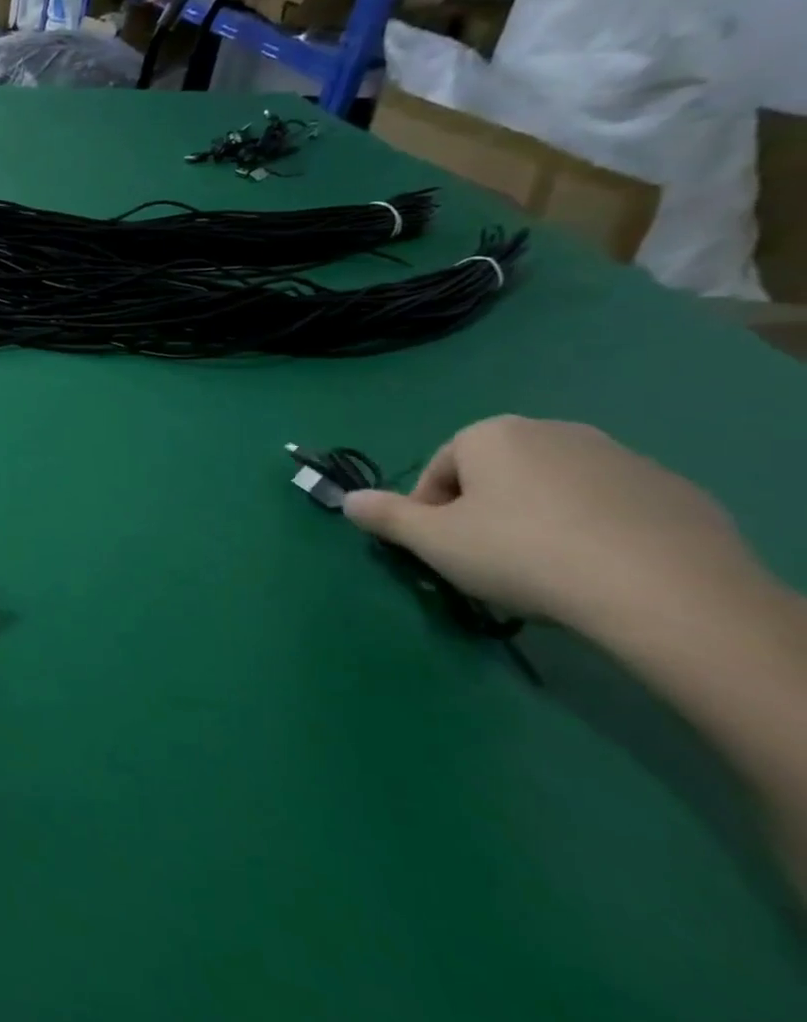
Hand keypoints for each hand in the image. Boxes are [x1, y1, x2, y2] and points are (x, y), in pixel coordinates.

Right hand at [342, 416, 772, 641]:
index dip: (430, 511)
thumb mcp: (433, 541)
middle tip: (489, 561)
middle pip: (497, 474)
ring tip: (547, 571)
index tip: (441, 550)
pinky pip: (612, 508)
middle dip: (486, 512)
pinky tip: (600, 572)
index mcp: (492, 435)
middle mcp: (555, 431)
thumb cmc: (522, 554)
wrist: (665, 591)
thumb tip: (347, 500)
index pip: (440, 469)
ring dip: (540, 520)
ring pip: (555, 489)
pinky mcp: (675, 492)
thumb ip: (385, 516)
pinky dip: (596, 531)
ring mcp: (622, 457)